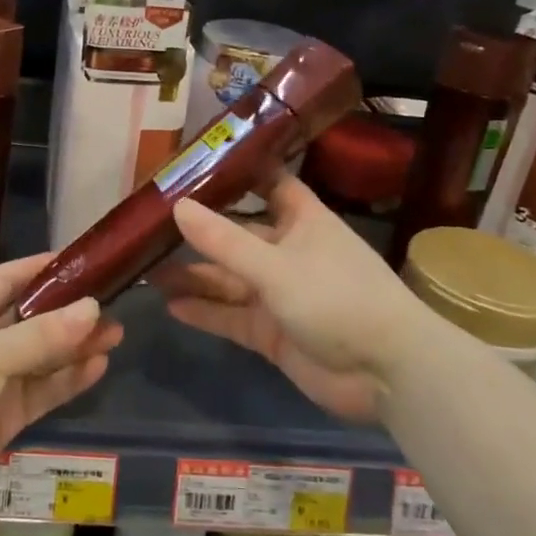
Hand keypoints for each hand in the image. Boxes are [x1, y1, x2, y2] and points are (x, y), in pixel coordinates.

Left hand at [0, 253, 122, 510]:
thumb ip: (44, 335)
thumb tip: (93, 307)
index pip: (13, 276)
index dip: (48, 268)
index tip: (88, 261)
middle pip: (35, 316)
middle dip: (72, 311)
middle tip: (115, 303)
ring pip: (44, 354)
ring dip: (76, 345)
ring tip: (116, 334)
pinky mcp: (4, 413)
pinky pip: (43, 388)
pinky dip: (68, 379)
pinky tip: (98, 366)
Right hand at [152, 175, 421, 421]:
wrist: (387, 373)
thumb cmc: (338, 298)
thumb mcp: (276, 266)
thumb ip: (224, 241)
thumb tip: (176, 206)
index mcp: (302, 221)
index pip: (268, 183)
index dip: (236, 172)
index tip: (194, 162)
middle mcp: (288, 251)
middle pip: (237, 235)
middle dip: (199, 232)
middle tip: (150, 226)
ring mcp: (280, 294)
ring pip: (229, 279)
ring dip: (194, 275)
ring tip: (148, 270)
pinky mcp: (273, 332)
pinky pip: (232, 316)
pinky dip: (205, 311)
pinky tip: (171, 305)